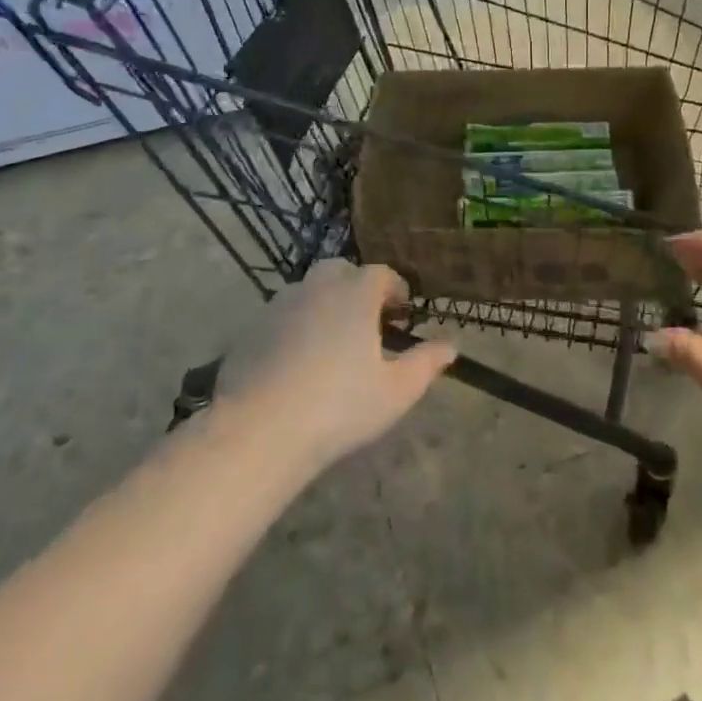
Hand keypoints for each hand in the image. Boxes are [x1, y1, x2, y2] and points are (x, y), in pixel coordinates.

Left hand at [220, 259, 454, 469]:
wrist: (260, 430)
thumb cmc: (340, 406)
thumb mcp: (396, 391)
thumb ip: (425, 363)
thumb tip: (450, 345)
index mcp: (355, 294)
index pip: (380, 274)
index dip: (395, 288)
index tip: (403, 310)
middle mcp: (317, 288)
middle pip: (340, 271)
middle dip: (357, 286)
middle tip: (368, 320)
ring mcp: (279, 305)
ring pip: (308, 289)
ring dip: (324, 302)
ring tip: (333, 339)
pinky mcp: (251, 328)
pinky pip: (281, 315)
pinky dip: (295, 324)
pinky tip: (298, 359)